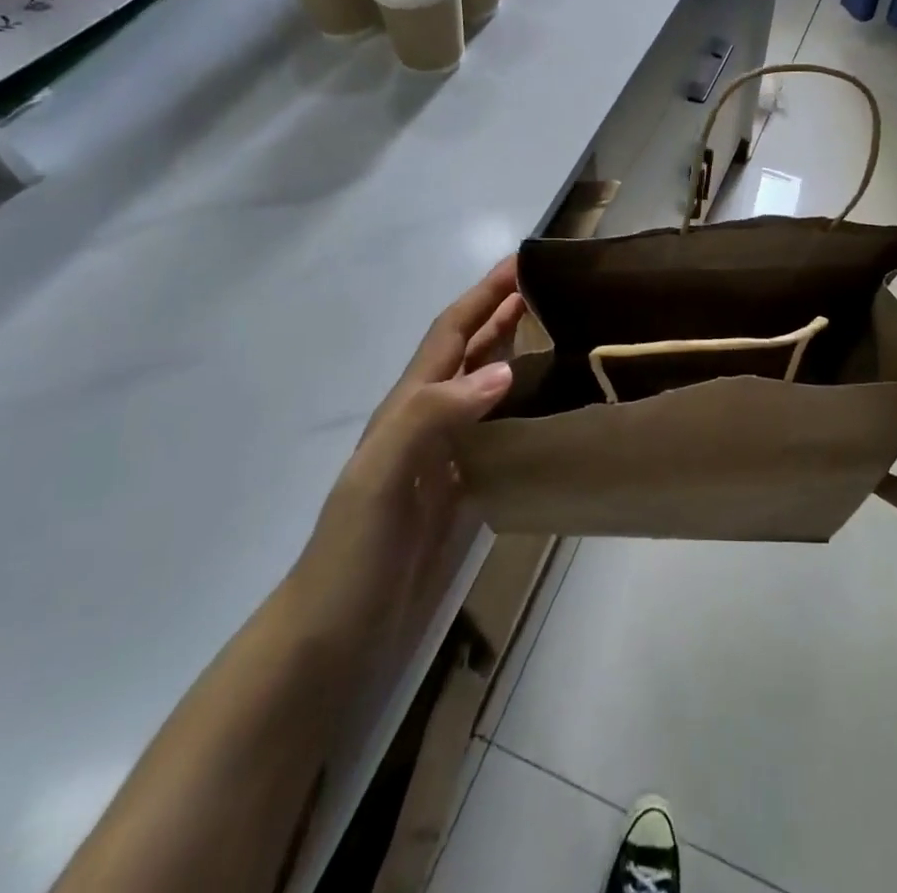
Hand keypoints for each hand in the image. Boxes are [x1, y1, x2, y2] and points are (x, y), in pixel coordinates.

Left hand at [289, 258, 526, 645]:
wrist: (337, 634)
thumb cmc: (355, 550)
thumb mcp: (381, 477)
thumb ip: (433, 417)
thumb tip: (504, 370)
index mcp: (408, 406)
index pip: (450, 333)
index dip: (483, 295)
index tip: (522, 262)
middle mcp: (429, 421)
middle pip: (470, 352)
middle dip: (503, 313)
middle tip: (550, 289)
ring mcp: (446, 456)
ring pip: (486, 388)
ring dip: (515, 354)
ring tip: (558, 335)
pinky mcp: (463, 489)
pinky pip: (499, 431)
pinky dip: (523, 408)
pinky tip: (549, 411)